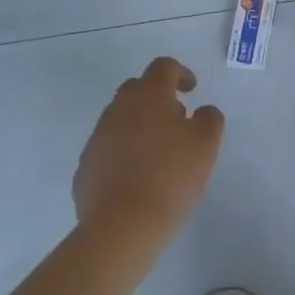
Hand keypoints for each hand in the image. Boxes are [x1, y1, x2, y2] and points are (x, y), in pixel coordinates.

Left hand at [74, 58, 224, 244]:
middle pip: (137, 89)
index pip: (163, 67)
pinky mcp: (85, 168)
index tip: (191, 89)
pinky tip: (137, 178)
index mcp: (148, 96)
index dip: (180, 73)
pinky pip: (108, 149)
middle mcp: (118, 109)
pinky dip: (123, 153)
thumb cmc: (171, 176)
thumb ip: (209, 118)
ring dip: (139, 126)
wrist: (121, 227)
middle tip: (176, 120)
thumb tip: (201, 111)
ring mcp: (98, 138)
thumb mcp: (206, 144)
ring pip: (121, 119)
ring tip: (158, 153)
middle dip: (157, 98)